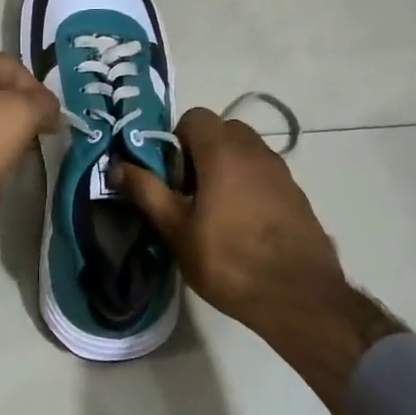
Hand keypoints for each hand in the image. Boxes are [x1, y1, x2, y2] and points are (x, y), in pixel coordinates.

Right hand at [115, 108, 400, 404]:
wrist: (299, 297)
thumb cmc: (228, 260)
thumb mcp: (176, 229)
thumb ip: (146, 191)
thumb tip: (117, 166)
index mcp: (223, 151)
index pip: (194, 117)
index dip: (175, 141)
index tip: (170, 176)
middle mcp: (255, 151)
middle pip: (222, 131)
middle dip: (200, 152)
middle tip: (188, 192)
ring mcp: (281, 171)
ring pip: (245, 152)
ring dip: (225, 168)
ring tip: (214, 211)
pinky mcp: (297, 194)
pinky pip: (264, 174)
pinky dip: (248, 186)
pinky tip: (242, 225)